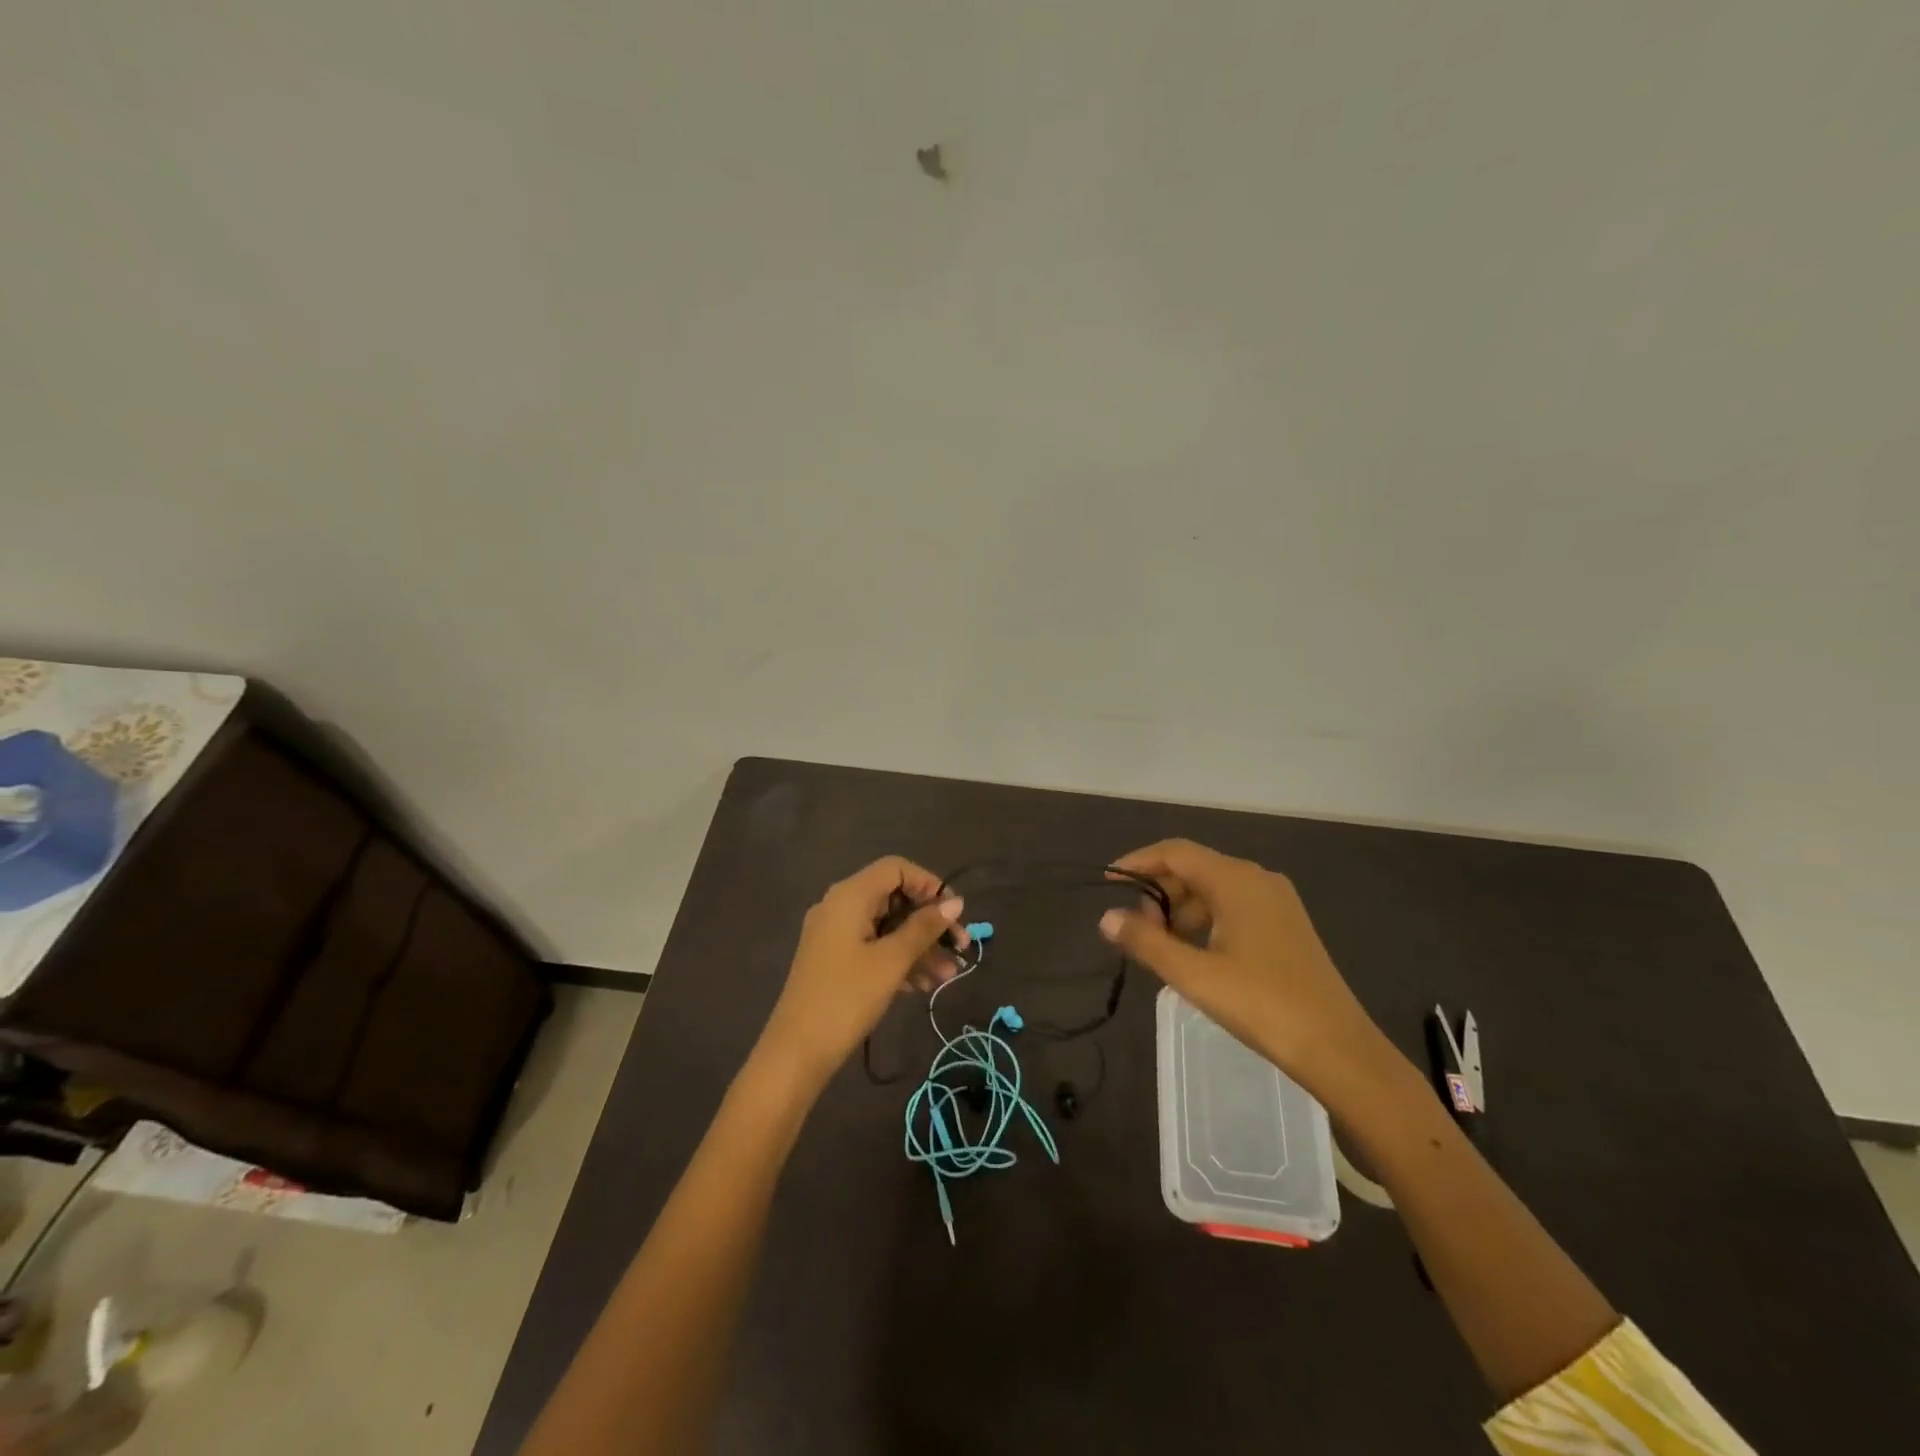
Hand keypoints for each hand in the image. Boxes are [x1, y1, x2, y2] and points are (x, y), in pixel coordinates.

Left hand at [757, 857, 965, 1085]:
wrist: (796, 1053)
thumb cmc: (846, 998)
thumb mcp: (892, 961)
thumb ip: (924, 928)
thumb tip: (955, 902)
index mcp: (850, 895)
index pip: (896, 868)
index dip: (928, 884)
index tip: (953, 913)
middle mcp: (840, 906)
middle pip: (894, 898)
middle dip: (929, 922)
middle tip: (960, 948)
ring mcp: (835, 934)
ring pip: (887, 926)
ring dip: (920, 946)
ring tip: (949, 975)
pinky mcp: (834, 960)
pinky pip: (874, 947)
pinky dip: (899, 960)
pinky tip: (924, 986)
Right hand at [1099, 840, 1389, 1098]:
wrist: (1339, 1049)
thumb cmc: (1262, 1005)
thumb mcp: (1194, 975)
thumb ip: (1145, 942)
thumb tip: (1106, 917)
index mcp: (1236, 880)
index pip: (1175, 852)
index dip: (1138, 862)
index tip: (1109, 883)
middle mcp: (1257, 879)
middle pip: (1194, 868)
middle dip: (1158, 892)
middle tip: (1136, 931)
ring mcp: (1276, 902)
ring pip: (1213, 890)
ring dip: (1180, 910)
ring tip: (1162, 947)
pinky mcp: (1285, 925)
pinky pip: (1233, 907)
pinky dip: (1205, 921)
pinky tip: (1195, 953)